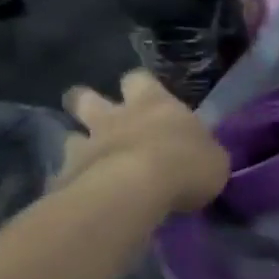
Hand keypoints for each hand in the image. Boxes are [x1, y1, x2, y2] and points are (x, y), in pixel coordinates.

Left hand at [56, 70, 228, 213]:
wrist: (133, 192)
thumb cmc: (184, 165)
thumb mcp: (214, 160)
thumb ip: (202, 153)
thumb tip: (200, 158)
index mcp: (154, 104)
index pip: (139, 79)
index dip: (140, 87)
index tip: (143, 97)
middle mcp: (115, 117)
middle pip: (87, 97)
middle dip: (87, 103)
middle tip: (98, 118)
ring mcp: (85, 146)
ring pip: (70, 136)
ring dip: (79, 146)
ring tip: (90, 164)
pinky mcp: (65, 178)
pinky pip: (65, 176)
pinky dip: (73, 184)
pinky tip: (84, 199)